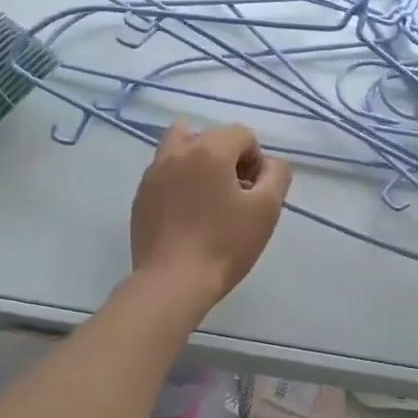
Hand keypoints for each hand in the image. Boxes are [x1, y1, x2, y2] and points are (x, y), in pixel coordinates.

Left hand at [130, 121, 291, 309]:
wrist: (172, 282)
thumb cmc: (224, 244)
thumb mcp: (266, 209)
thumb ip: (276, 175)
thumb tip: (269, 164)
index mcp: (209, 150)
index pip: (241, 134)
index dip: (256, 159)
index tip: (255, 191)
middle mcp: (177, 152)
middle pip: (209, 135)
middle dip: (228, 156)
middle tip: (236, 193)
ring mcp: (153, 174)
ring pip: (179, 147)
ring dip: (199, 161)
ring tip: (208, 196)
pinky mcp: (141, 197)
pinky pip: (164, 173)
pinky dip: (179, 181)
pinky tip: (188, 215)